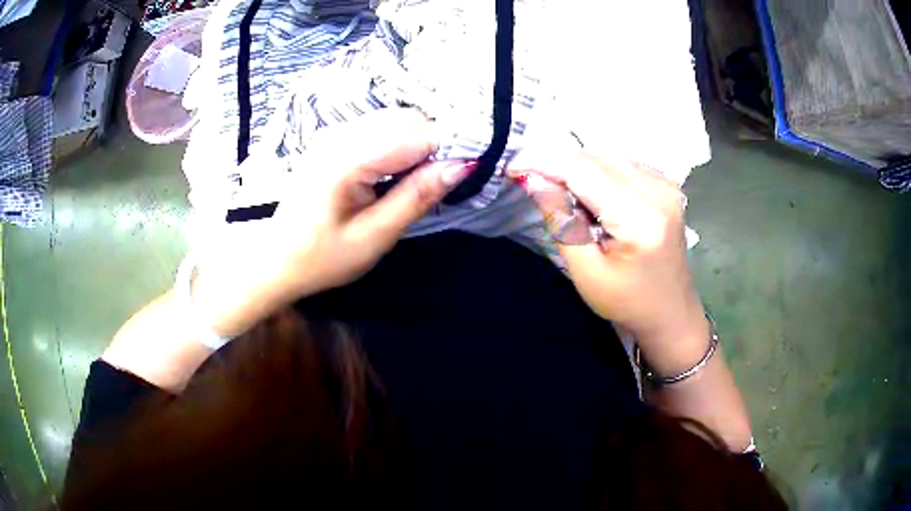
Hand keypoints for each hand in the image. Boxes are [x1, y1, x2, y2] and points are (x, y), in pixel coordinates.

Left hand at [190, 109, 472, 336]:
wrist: (276, 260)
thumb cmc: (321, 258)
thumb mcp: (374, 237)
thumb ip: (416, 196)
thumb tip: (462, 166)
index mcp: (346, 160)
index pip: (415, 135)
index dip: (451, 147)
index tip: (473, 170)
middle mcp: (339, 135)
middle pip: (407, 119)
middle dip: (436, 143)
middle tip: (445, 181)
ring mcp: (334, 133)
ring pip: (396, 120)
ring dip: (420, 142)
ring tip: (424, 179)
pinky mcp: (333, 139)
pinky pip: (379, 128)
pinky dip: (401, 143)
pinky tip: (400, 171)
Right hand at [509, 151, 705, 351]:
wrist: (671, 312)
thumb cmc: (627, 302)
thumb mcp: (586, 271)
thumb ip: (561, 221)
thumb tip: (534, 179)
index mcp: (640, 217)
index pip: (583, 170)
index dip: (543, 162)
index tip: (513, 168)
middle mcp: (658, 190)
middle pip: (595, 156)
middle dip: (558, 164)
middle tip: (533, 183)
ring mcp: (666, 183)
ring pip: (606, 155)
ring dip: (577, 168)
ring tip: (567, 198)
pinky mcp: (666, 183)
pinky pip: (621, 162)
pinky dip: (598, 171)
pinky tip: (594, 198)